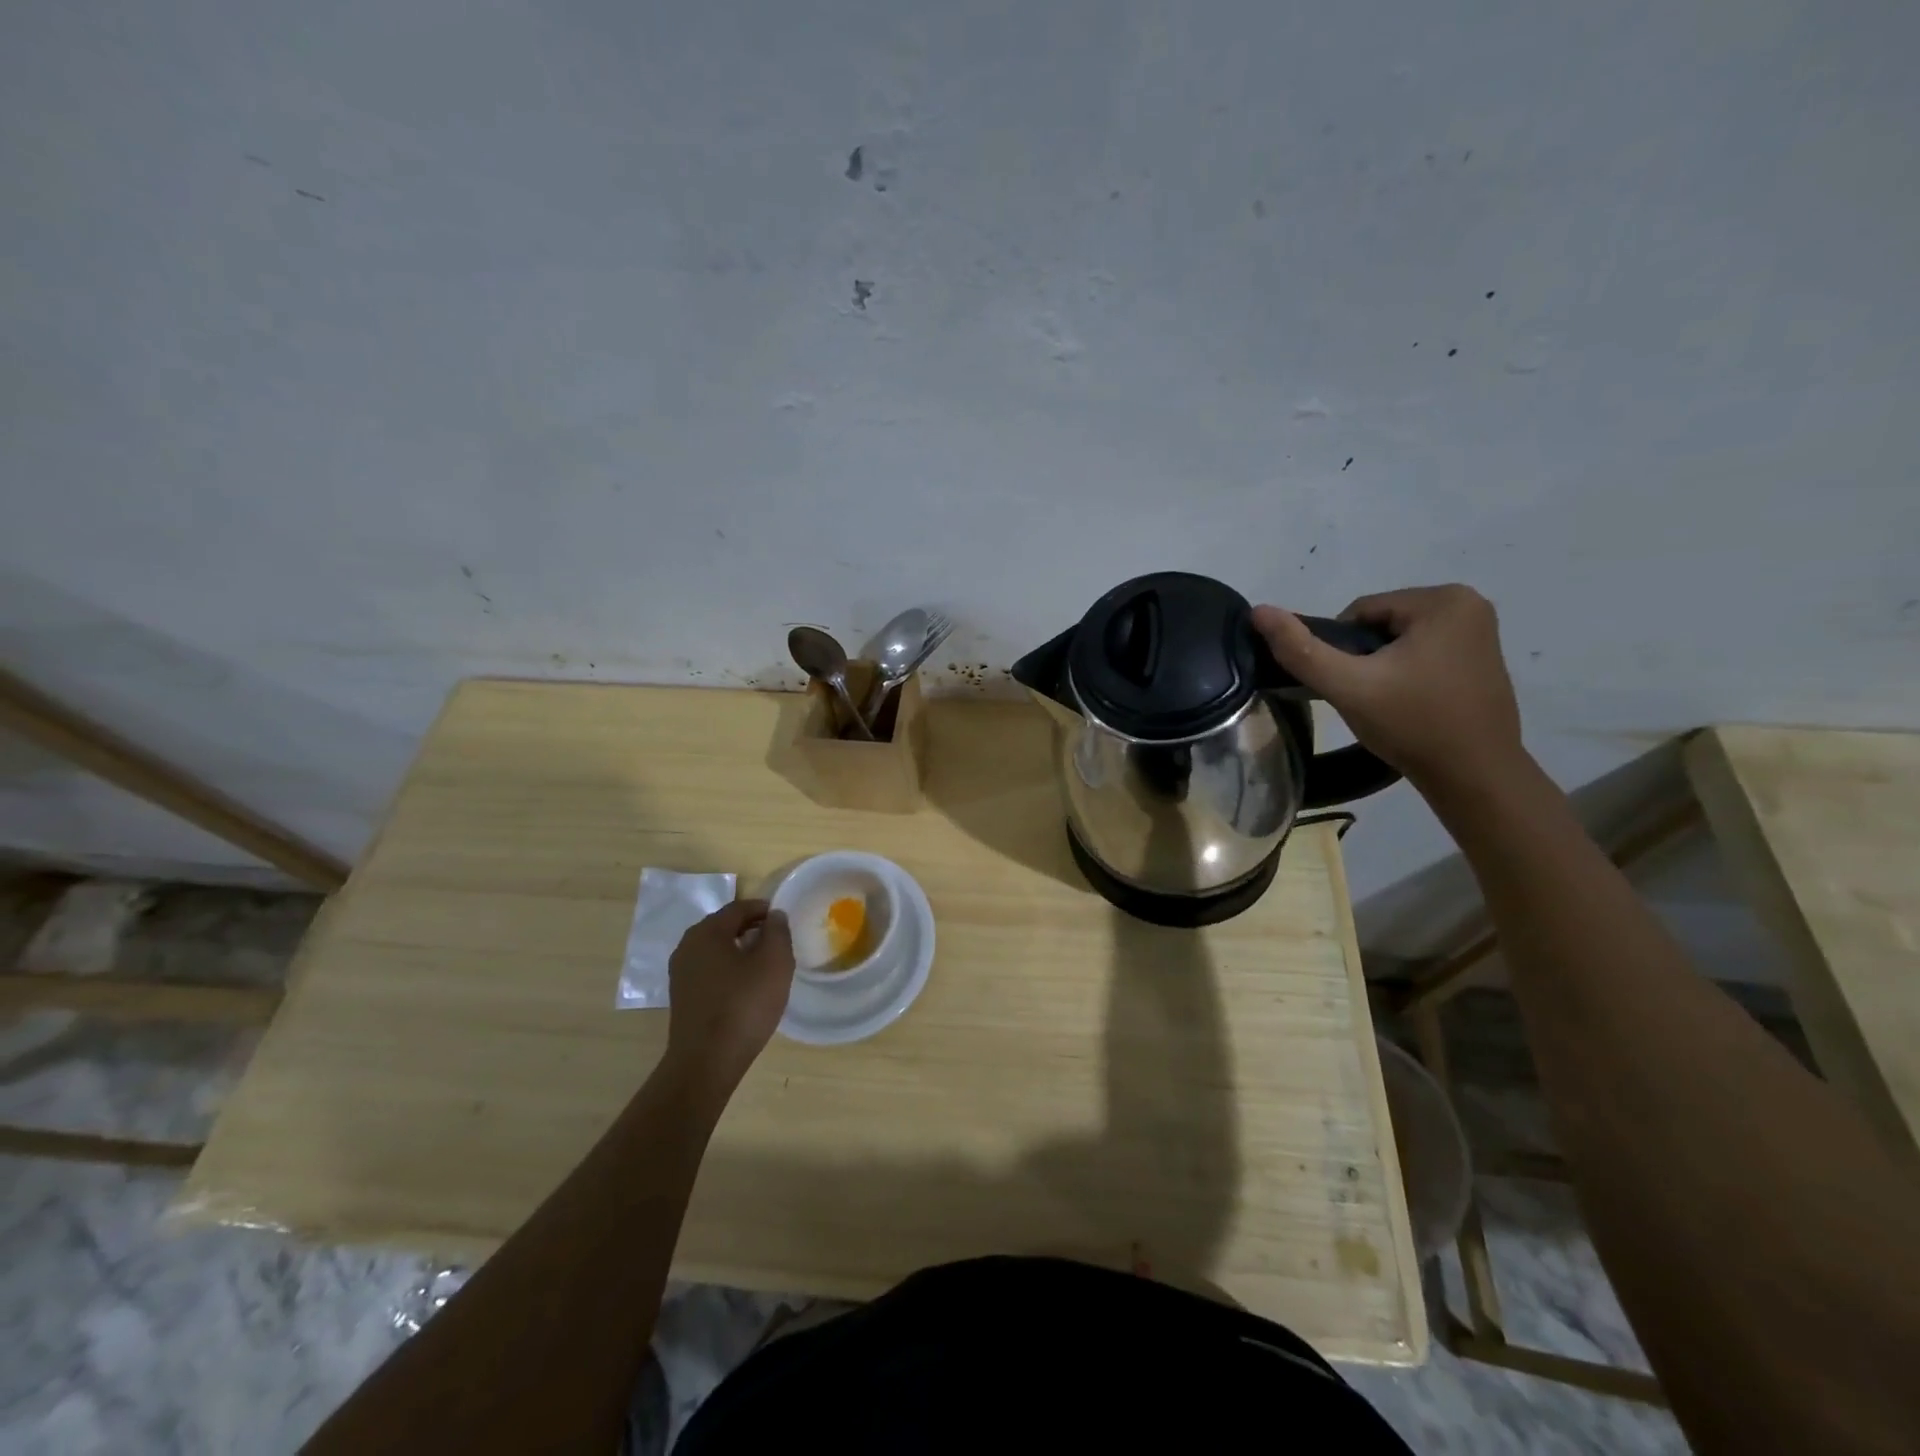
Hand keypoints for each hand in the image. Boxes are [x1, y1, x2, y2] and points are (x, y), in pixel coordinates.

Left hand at [660, 900, 794, 1100]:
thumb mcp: (774, 962)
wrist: (706, 1062)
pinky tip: (745, 987)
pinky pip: (709, 971)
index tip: (783, 920)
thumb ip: (777, 931)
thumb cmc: (744, 1005)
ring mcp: (681, 973)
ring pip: (716, 950)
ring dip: (739, 950)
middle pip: (724, 926)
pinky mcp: (682, 997)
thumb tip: (774, 916)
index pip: (739, 908)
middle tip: (777, 941)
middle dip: (751, 929)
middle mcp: (687, 946)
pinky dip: (728, 970)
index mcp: (707, 932)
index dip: (764, 910)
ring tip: (764, 964)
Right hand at [1251, 585, 1525, 793]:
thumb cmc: (1412, 725)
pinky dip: (1407, 672)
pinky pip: (1424, 652)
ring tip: (1387, 703)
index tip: (1352, 686)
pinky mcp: (1483, 655)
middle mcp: (1469, 604)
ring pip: (1399, 639)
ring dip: (1382, 666)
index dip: (1341, 650)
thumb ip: (1301, 649)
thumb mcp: (1348, 686)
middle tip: (1368, 698)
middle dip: (1364, 658)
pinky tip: (1410, 703)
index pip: (1359, 612)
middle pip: (1380, 623)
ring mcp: (1481, 630)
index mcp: (1443, 600)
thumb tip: (1258, 611)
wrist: (1474, 775)